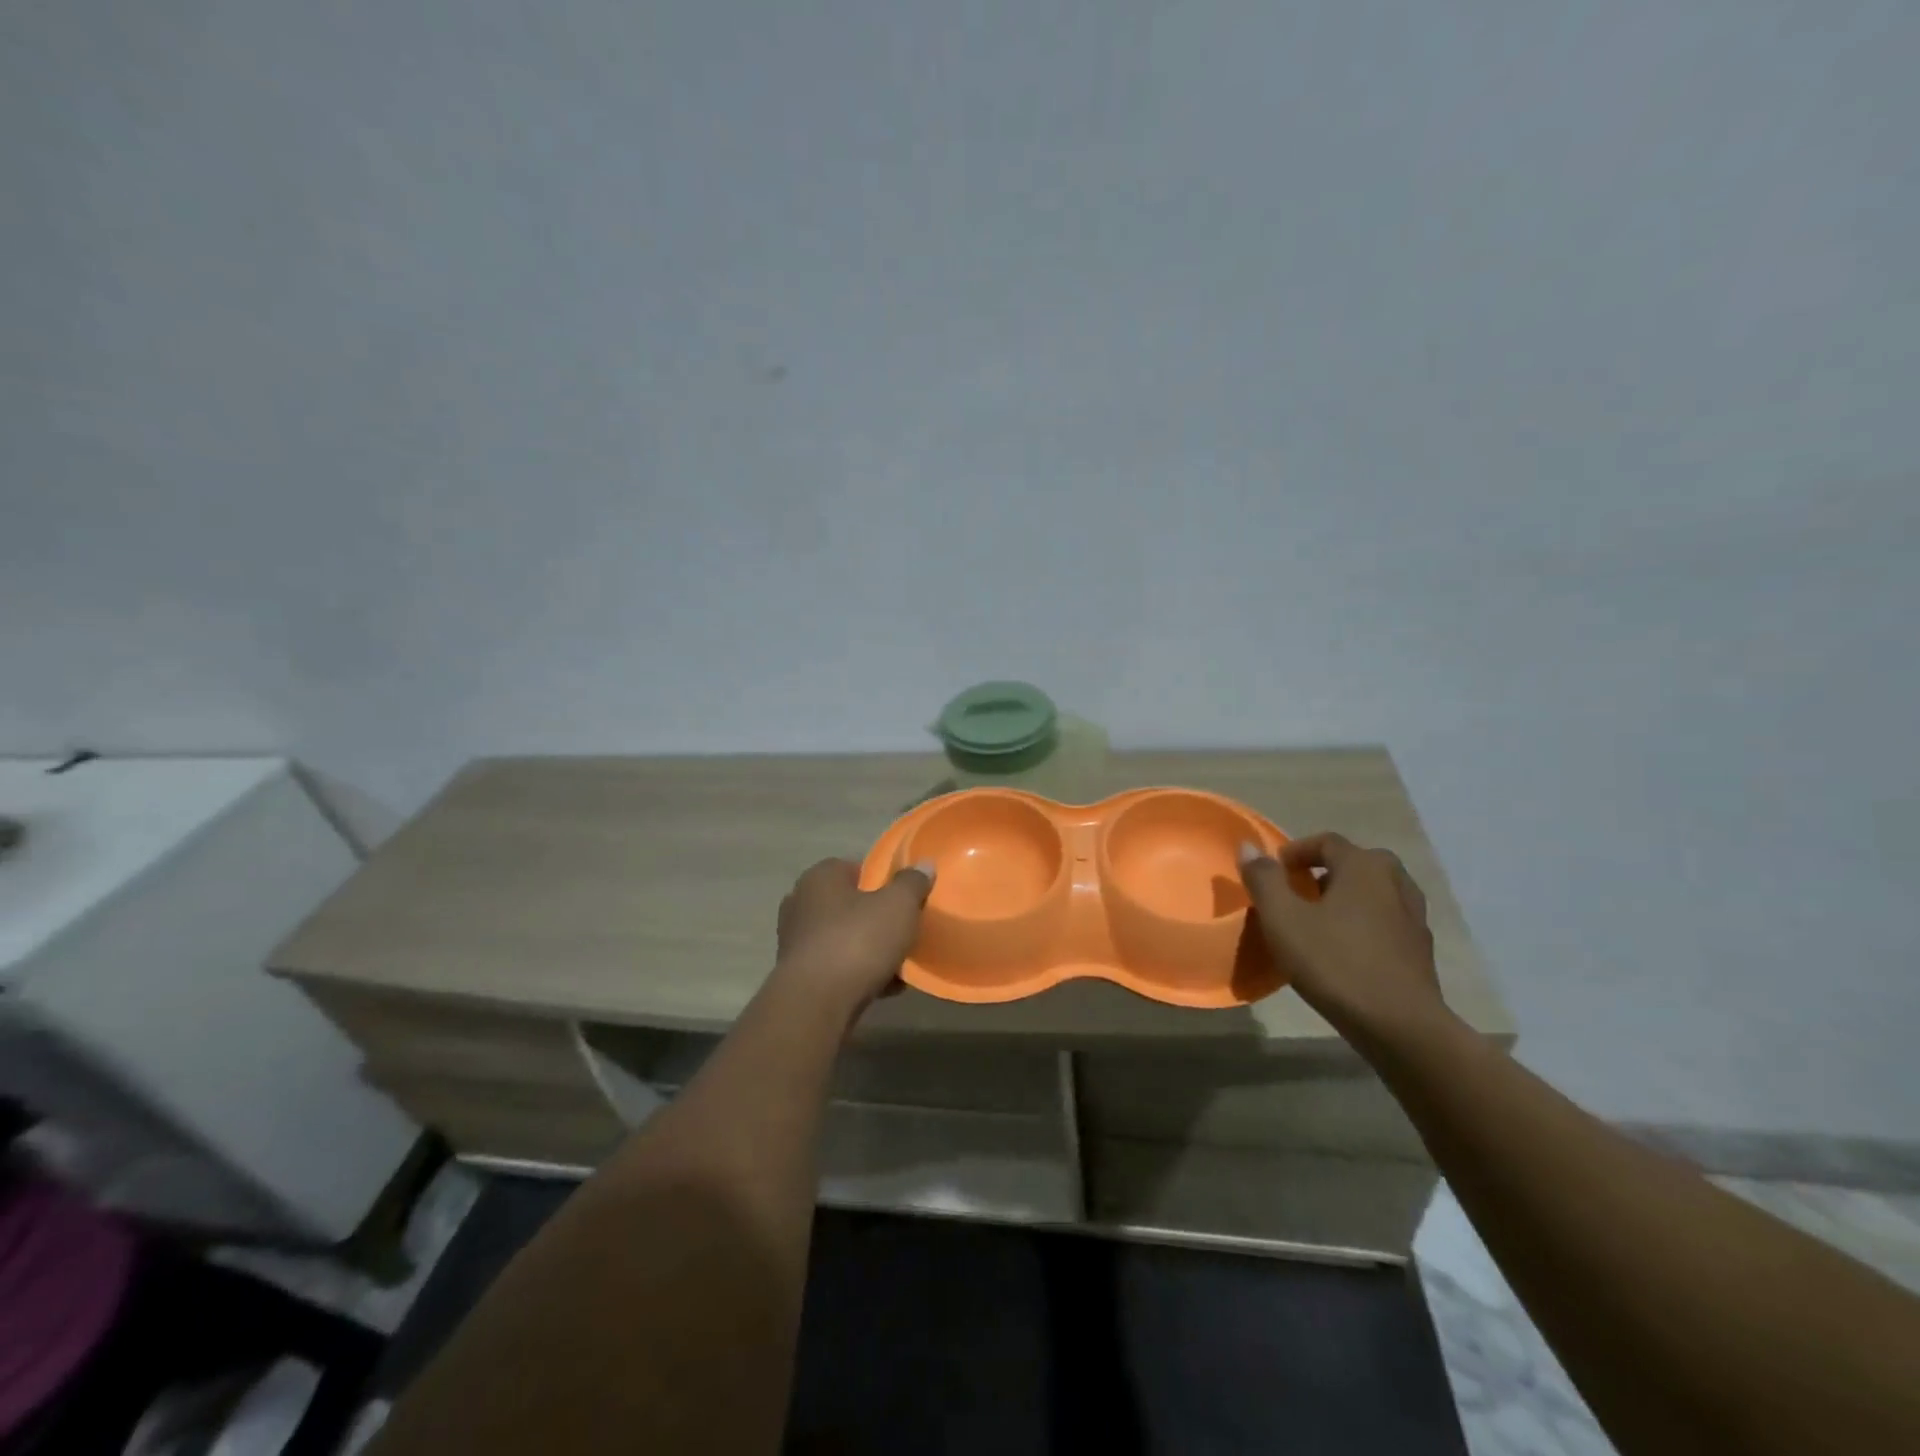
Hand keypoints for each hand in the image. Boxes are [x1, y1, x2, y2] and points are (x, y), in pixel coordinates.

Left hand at [772, 858, 935, 1018]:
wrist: (816, 1004)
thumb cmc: (857, 941)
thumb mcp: (898, 905)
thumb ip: (913, 882)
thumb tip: (924, 866)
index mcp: (820, 877)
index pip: (855, 868)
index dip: (883, 881)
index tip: (905, 898)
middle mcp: (801, 903)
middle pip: (850, 905)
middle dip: (876, 918)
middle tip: (904, 930)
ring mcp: (796, 941)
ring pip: (843, 938)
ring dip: (869, 949)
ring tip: (900, 963)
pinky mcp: (798, 976)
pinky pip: (837, 967)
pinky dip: (859, 974)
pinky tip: (887, 988)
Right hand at [1237, 833, 1450, 1045]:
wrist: (1400, 1025)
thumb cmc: (1335, 963)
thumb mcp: (1283, 919)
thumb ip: (1264, 879)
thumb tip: (1249, 847)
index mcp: (1364, 866)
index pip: (1326, 841)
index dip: (1295, 852)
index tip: (1273, 874)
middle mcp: (1395, 881)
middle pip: (1355, 862)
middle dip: (1324, 871)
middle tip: (1298, 894)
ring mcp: (1414, 916)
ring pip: (1375, 892)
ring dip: (1347, 897)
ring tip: (1321, 921)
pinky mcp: (1421, 949)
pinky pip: (1387, 920)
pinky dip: (1365, 922)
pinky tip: (1347, 949)